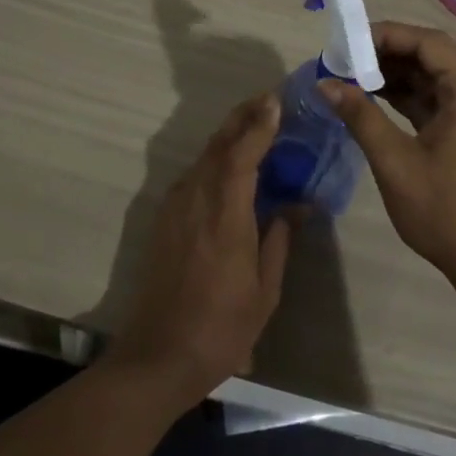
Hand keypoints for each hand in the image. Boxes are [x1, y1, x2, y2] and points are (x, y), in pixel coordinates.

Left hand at [106, 94, 293, 405]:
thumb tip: (297, 205)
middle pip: (219, 144)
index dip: (259, 125)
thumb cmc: (221, 328)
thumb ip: (279, 239)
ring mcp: (176, 207)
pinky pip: (194, 174)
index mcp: (225, 214)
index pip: (242, 154)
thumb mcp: (264, 290)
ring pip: (205, 156)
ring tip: (254, 124)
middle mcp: (196, 199)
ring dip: (229, 135)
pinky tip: (229, 164)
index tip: (276, 101)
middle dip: (243, 117)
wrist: (157, 355)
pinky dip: (215, 158)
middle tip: (268, 100)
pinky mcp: (165, 218)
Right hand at [321, 22, 455, 300]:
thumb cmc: (446, 211)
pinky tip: (372, 99)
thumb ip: (361, 116)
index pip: (428, 42)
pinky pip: (434, 99)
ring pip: (431, 76)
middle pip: (430, 54)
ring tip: (351, 77)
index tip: (348, 41)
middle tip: (345, 58)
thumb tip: (324, 83)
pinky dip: (405, 96)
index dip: (387, 34)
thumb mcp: (396, 162)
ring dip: (394, 74)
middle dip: (387, 52)